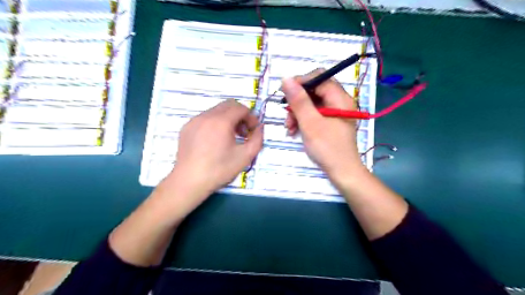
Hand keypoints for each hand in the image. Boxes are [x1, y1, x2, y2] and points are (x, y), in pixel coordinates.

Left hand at [163, 99, 261, 211]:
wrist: (189, 182)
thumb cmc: (219, 170)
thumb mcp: (245, 156)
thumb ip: (258, 139)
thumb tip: (260, 128)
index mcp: (221, 121)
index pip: (241, 108)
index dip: (251, 117)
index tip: (253, 131)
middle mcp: (206, 116)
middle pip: (228, 105)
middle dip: (240, 116)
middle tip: (243, 133)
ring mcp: (194, 121)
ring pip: (216, 111)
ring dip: (228, 119)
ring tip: (230, 137)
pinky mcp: (186, 128)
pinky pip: (205, 118)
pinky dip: (215, 123)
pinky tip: (215, 141)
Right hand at [283, 70, 365, 182]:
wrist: (342, 172)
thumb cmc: (328, 148)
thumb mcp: (310, 123)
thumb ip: (299, 101)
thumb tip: (286, 79)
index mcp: (339, 98)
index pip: (319, 77)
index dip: (300, 82)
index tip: (285, 93)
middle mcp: (339, 101)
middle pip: (314, 91)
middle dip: (297, 101)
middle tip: (287, 115)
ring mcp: (335, 112)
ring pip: (312, 103)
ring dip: (298, 112)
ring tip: (290, 127)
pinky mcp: (331, 122)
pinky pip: (314, 114)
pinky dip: (303, 119)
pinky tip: (295, 130)